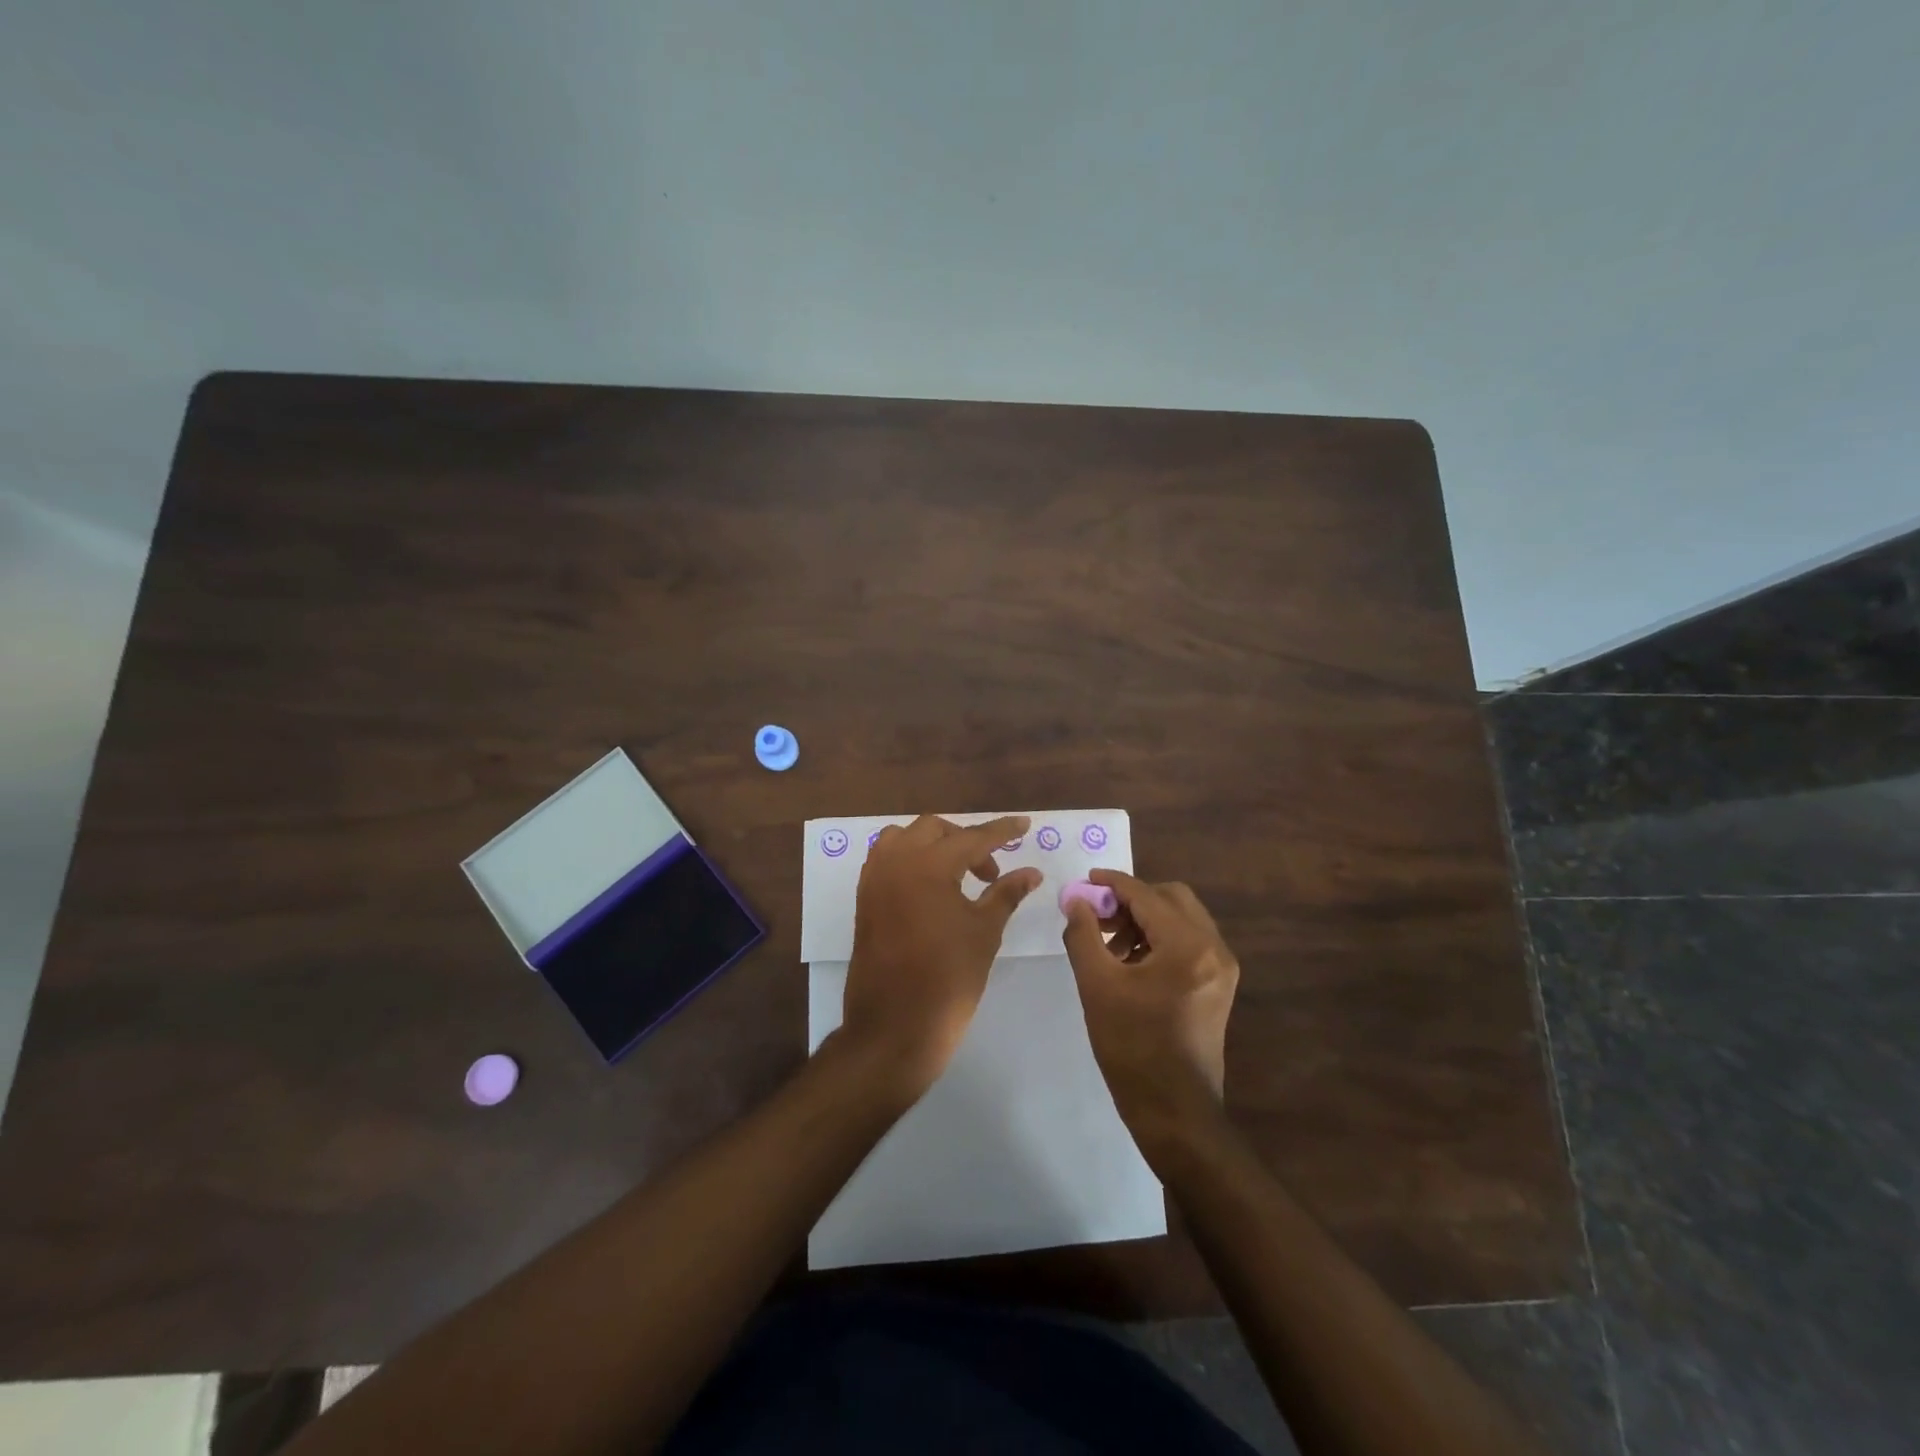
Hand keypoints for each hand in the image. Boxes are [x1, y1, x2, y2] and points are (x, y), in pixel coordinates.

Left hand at [839, 815, 1042, 1096]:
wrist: (894, 1027)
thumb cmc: (948, 979)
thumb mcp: (984, 932)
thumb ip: (1006, 893)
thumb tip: (1031, 872)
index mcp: (927, 865)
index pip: (972, 837)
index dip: (1001, 831)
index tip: (1025, 824)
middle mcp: (895, 861)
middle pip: (934, 829)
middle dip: (966, 840)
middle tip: (991, 872)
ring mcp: (874, 878)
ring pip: (904, 838)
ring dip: (933, 845)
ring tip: (958, 874)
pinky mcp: (864, 898)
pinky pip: (886, 859)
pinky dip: (910, 859)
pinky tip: (931, 886)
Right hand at [1062, 871, 1239, 1158]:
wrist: (1175, 1113)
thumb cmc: (1132, 1048)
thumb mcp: (1097, 986)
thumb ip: (1084, 934)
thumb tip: (1076, 900)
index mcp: (1188, 946)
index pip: (1147, 895)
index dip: (1113, 883)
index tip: (1084, 881)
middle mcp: (1214, 948)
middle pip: (1172, 898)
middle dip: (1132, 899)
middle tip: (1099, 915)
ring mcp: (1222, 968)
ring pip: (1182, 918)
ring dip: (1146, 918)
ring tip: (1110, 944)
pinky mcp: (1219, 985)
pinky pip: (1189, 942)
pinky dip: (1160, 938)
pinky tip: (1131, 962)